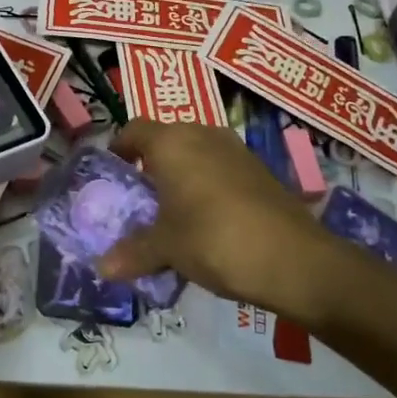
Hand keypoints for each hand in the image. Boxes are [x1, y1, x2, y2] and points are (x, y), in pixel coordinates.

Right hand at [97, 119, 344, 322]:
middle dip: (152, 164)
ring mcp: (236, 151)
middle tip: (141, 197)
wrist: (293, 259)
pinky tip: (209, 220)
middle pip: (168, 139)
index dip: (121, 147)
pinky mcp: (261, 170)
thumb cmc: (213, 239)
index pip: (135, 129)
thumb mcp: (166, 248)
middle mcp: (203, 135)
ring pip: (198, 153)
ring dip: (183, 175)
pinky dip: (209, 186)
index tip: (114, 172)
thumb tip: (103, 268)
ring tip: (174, 211)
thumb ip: (133, 252)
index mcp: (172, 143)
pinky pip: (222, 169)